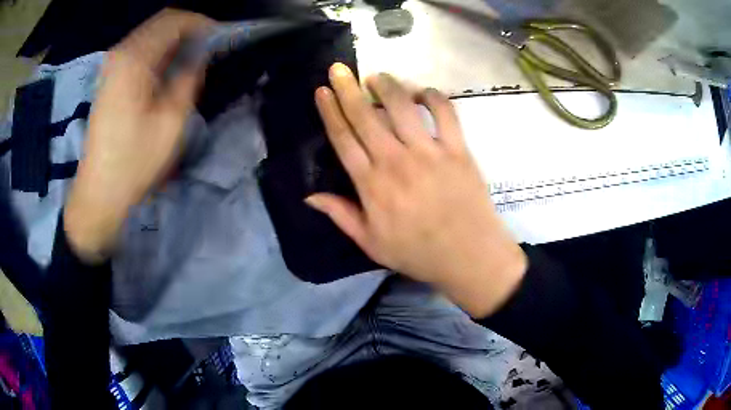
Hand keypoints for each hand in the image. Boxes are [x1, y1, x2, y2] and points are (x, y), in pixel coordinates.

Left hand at [64, 9, 213, 261]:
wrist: (99, 191)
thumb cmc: (135, 161)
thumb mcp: (172, 120)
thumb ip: (189, 77)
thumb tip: (201, 55)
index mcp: (135, 59)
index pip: (175, 20)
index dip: (202, 24)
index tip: (221, 40)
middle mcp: (121, 53)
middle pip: (161, 22)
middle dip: (190, 30)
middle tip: (210, 49)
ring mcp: (112, 65)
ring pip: (151, 34)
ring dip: (175, 41)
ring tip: (193, 60)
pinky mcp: (109, 78)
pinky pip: (140, 49)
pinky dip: (159, 51)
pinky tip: (169, 70)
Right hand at [308, 63, 526, 317]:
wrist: (469, 256)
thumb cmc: (419, 253)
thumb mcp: (372, 244)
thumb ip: (341, 215)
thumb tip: (309, 196)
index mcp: (372, 184)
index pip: (344, 139)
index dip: (330, 112)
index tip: (322, 91)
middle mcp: (396, 161)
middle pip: (366, 116)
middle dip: (348, 88)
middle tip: (339, 68)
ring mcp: (429, 152)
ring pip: (402, 107)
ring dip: (387, 86)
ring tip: (376, 76)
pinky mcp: (457, 149)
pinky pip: (445, 113)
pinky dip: (433, 97)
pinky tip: (422, 92)